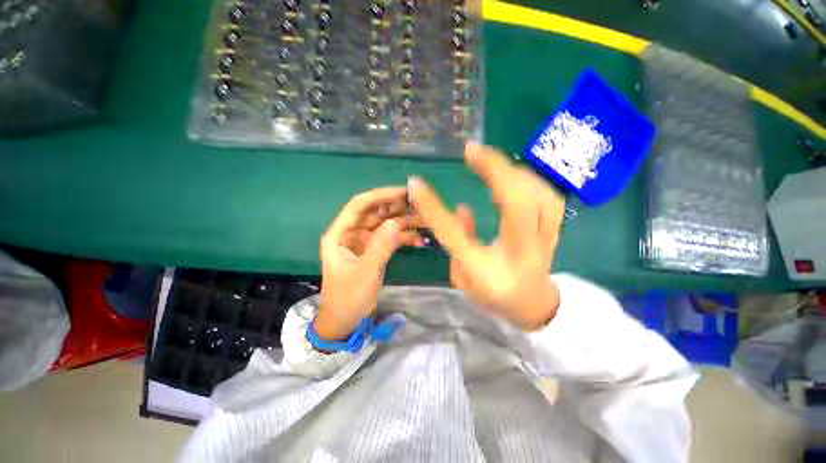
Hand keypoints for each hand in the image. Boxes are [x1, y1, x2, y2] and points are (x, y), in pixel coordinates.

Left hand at [315, 187, 422, 341]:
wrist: (345, 321)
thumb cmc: (348, 298)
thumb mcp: (364, 272)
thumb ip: (380, 246)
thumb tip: (396, 222)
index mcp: (340, 234)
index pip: (360, 205)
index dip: (381, 195)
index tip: (403, 192)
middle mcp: (352, 233)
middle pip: (376, 213)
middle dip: (398, 208)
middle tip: (420, 206)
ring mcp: (364, 242)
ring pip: (386, 225)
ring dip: (405, 223)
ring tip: (425, 222)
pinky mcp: (375, 251)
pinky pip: (390, 239)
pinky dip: (404, 238)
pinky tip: (420, 241)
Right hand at [408, 143, 565, 330]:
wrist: (534, 307)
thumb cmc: (493, 295)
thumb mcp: (463, 278)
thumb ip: (460, 241)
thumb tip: (463, 207)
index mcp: (486, 271)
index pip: (456, 235)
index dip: (434, 208)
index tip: (416, 184)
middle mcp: (519, 254)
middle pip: (515, 205)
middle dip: (494, 170)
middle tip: (472, 150)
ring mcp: (544, 242)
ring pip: (539, 197)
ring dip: (514, 173)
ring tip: (492, 161)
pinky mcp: (555, 232)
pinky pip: (550, 199)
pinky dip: (531, 181)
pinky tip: (516, 175)